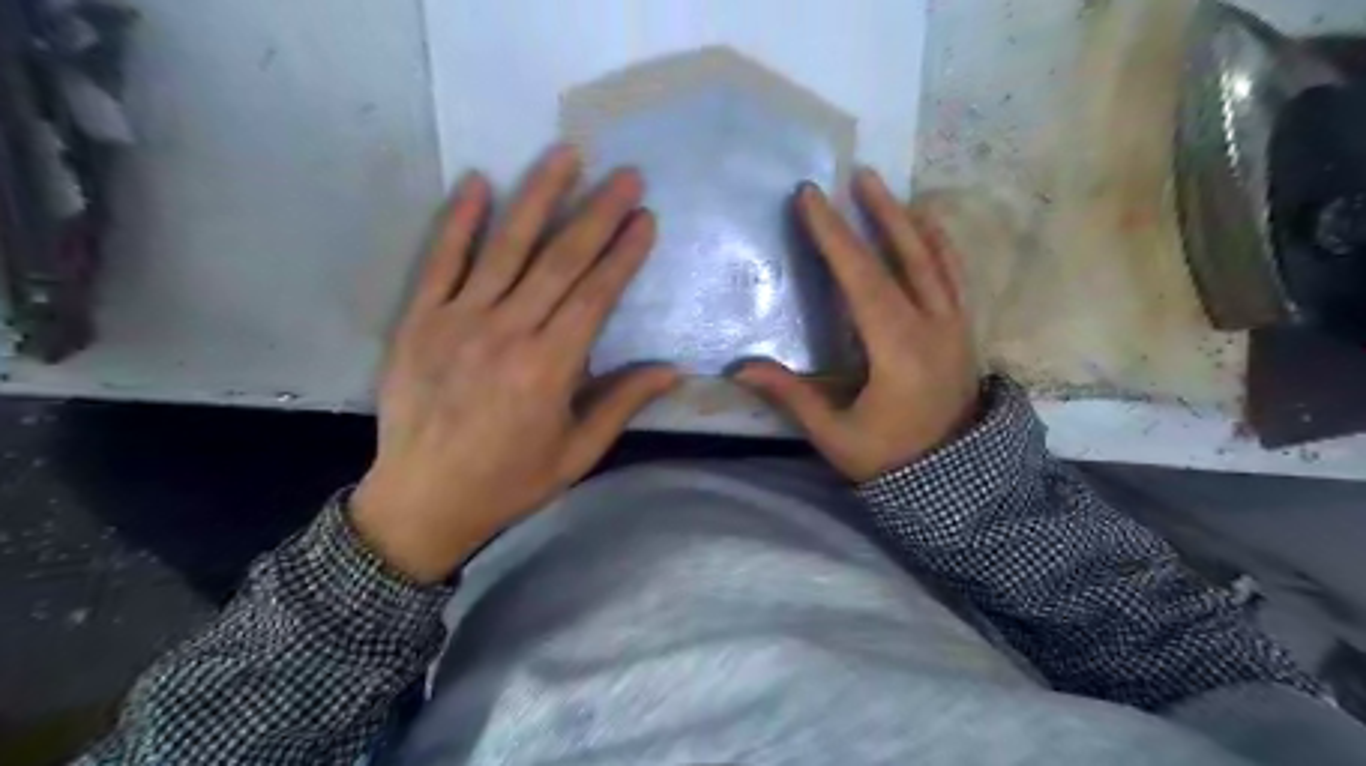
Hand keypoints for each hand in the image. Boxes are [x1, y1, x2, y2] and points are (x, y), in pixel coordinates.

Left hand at [347, 148, 672, 582]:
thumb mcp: (577, 453)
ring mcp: (458, 320)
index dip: (623, 253)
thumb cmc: (509, 482)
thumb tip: (672, 370)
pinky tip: (478, 182)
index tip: (645, 218)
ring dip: (538, 197)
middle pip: (560, 259)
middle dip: (597, 212)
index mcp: (550, 367)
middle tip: (625, 174)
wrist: (422, 501)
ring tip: (565, 155)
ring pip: (506, 247)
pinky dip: (459, 220)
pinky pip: (441, 261)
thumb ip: (621, 404)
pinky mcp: (419, 320)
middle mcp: (508, 332)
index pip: (596, 294)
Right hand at [736, 171, 983, 481]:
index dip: (834, 237)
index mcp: (899, 351)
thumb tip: (740, 368)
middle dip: (876, 213)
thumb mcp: (836, 435)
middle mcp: (933, 328)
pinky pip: (955, 278)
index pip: (862, 280)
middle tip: (855, 175)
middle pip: (905, 257)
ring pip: (935, 261)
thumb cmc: (890, 461)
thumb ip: (792, 396)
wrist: (957, 483)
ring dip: (909, 221)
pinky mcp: (964, 333)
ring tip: (887, 191)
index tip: (812, 198)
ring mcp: (956, 328)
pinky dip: (941, 246)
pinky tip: (929, 228)